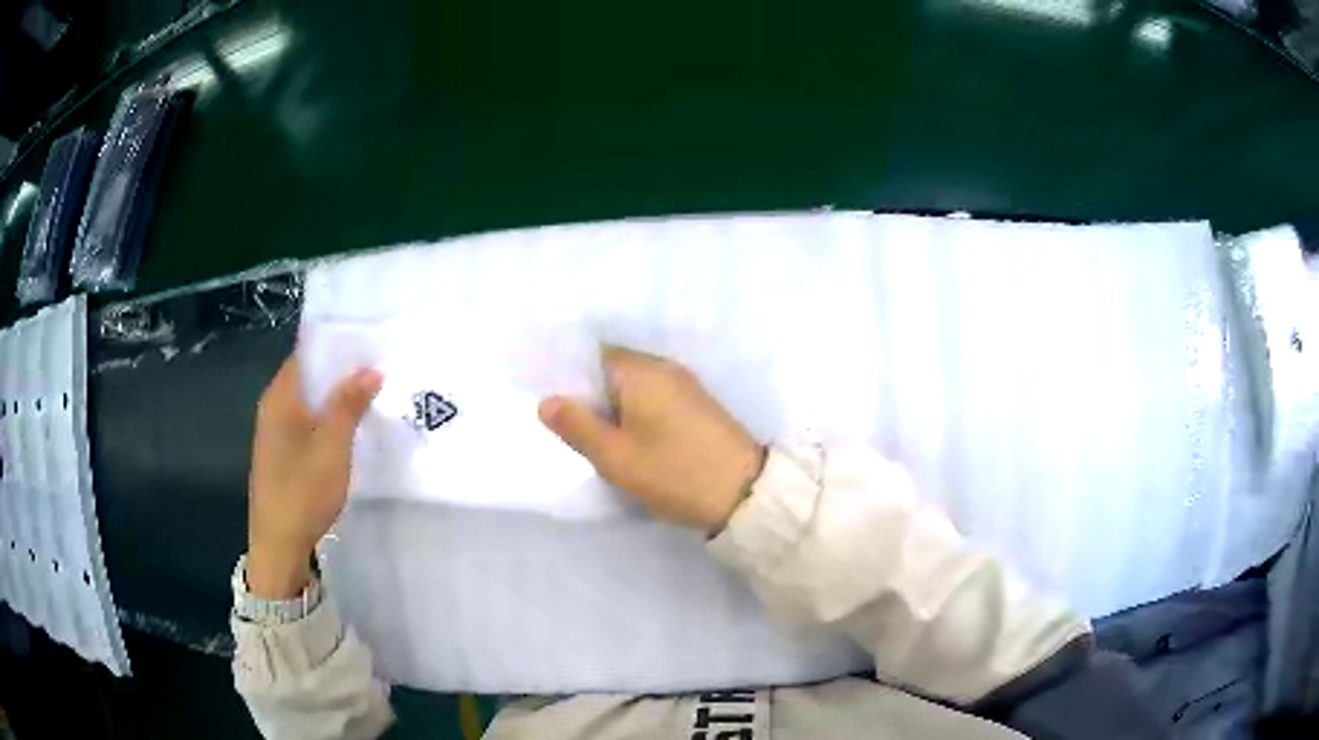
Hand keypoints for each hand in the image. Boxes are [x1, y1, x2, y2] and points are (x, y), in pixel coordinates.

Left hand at [247, 355, 381, 597]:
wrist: (279, 545)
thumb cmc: (303, 490)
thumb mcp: (332, 445)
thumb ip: (349, 403)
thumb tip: (371, 369)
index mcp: (280, 396)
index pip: (307, 353)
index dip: (336, 345)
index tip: (370, 341)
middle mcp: (273, 407)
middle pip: (309, 377)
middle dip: (341, 372)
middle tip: (379, 369)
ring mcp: (275, 433)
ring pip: (309, 403)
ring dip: (336, 399)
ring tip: (372, 395)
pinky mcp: (282, 455)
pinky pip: (307, 424)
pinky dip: (328, 421)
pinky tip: (351, 429)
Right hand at [538, 346, 764, 530]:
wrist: (745, 494)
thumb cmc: (674, 472)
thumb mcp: (616, 456)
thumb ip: (577, 426)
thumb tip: (547, 400)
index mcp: (642, 370)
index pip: (594, 354)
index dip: (570, 374)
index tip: (550, 397)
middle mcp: (665, 368)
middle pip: (614, 370)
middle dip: (589, 393)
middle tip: (564, 423)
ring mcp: (685, 387)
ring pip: (633, 388)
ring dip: (613, 408)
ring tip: (591, 435)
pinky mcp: (697, 407)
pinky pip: (653, 400)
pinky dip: (635, 415)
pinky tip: (625, 439)